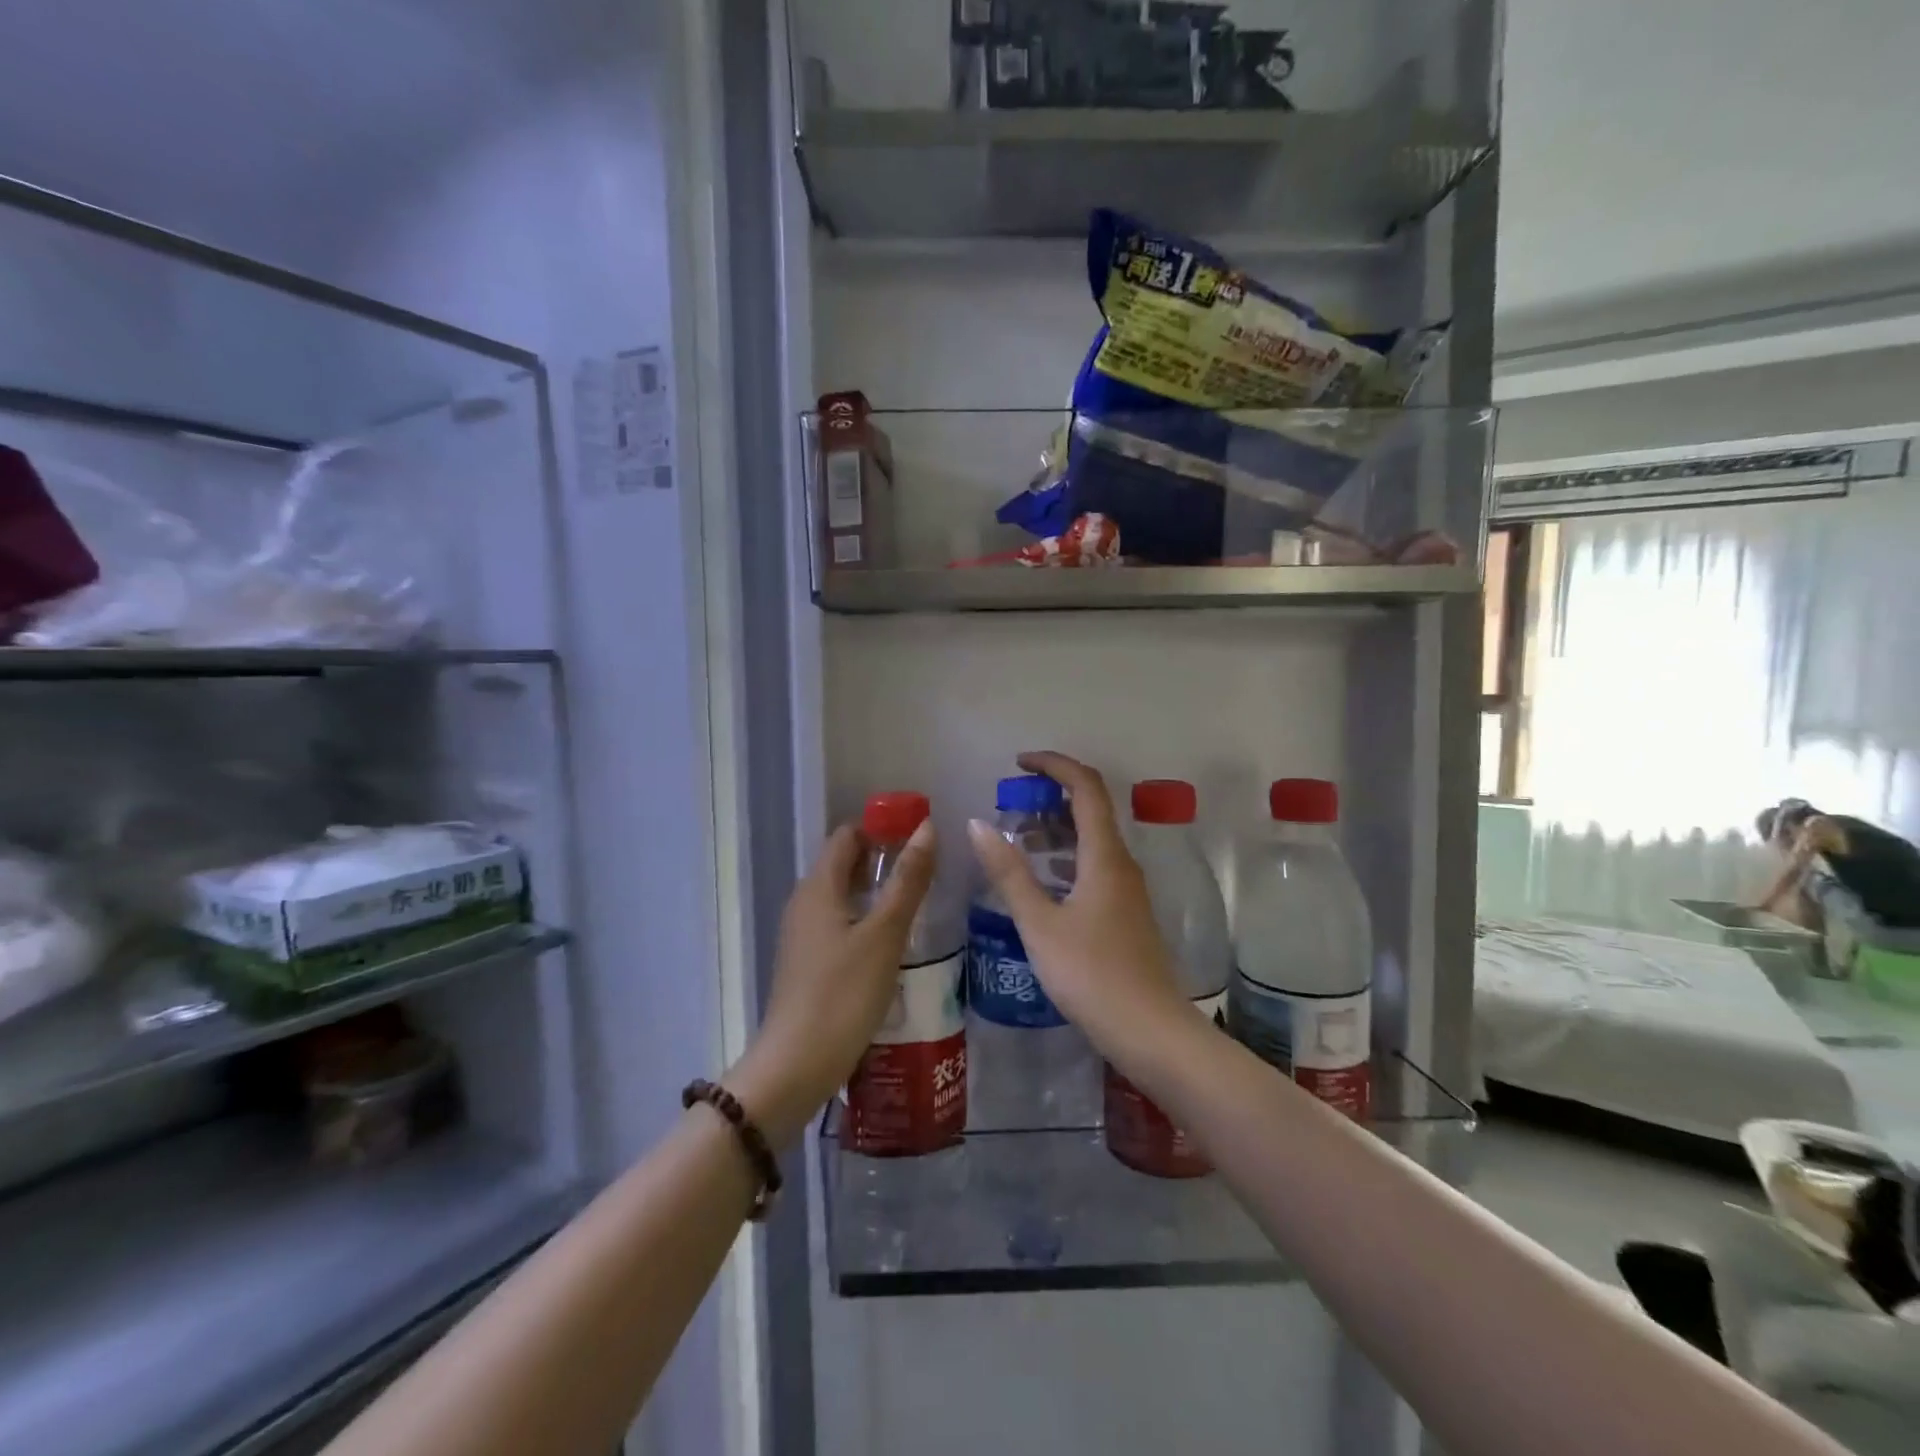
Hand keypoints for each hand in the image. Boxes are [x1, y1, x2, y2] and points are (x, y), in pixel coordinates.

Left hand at [728, 819, 935, 1146]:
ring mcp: (803, 934)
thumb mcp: (885, 934)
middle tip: (928, 868)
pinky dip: (866, 919)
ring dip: (877, 891)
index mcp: (818, 887)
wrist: (796, 1066)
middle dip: (884, 858)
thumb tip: (927, 828)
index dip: (882, 828)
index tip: (920, 835)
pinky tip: (894, 940)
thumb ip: (907, 880)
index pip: (847, 835)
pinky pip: (840, 923)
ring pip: (843, 895)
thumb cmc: (844, 994)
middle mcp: (805, 902)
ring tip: (919, 900)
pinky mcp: (808, 962)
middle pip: (844, 863)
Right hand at [965, 751, 1194, 1062]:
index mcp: (1104, 856)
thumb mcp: (1040, 924)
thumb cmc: (1092, 975)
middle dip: (1050, 796)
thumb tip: (978, 824)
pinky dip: (1064, 857)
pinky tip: (1040, 881)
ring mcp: (1127, 889)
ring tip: (1016, 839)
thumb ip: (1008, 873)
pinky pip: (1093, 865)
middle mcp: (1121, 863)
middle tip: (1009, 805)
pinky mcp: (1125, 912)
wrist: (1151, 1032)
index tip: (1018, 764)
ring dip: (1055, 829)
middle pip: (1091, 808)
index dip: (1054, 765)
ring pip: (1091, 840)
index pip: (1086, 787)